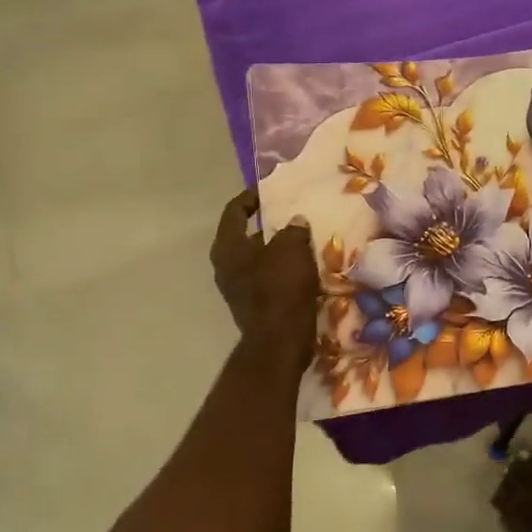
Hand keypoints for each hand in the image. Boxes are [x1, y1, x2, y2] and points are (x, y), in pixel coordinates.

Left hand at [211, 191, 318, 360]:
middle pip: (246, 236)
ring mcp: (238, 288)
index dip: (251, 198)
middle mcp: (226, 266)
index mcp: (227, 247)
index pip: (234, 211)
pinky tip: (305, 266)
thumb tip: (295, 222)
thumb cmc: (281, 287)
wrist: (280, 340)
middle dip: (270, 225)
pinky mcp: (254, 305)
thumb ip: (293, 229)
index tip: (270, 191)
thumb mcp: (292, 248)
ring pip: (259, 259)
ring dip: (279, 249)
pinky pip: (268, 278)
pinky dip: (284, 269)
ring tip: (304, 239)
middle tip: (293, 215)